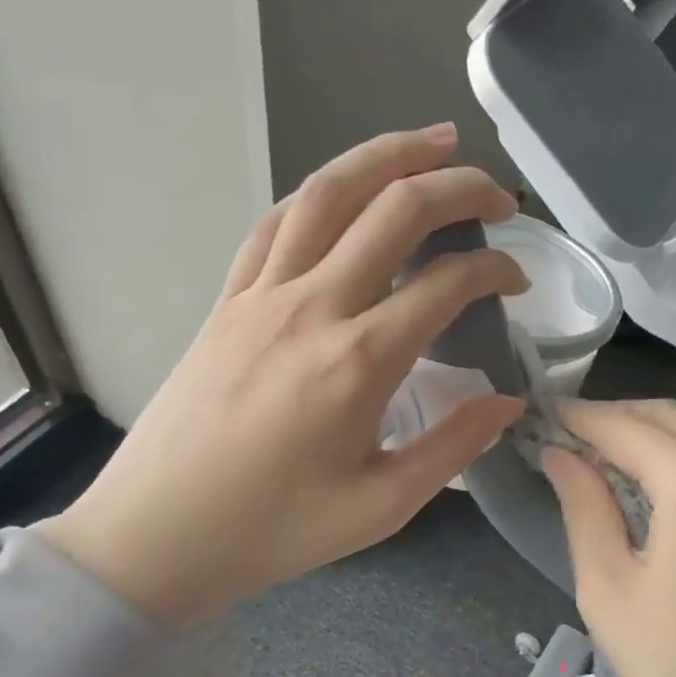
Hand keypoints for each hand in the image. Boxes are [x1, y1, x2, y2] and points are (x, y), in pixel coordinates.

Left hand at [41, 124, 526, 628]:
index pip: (446, 283)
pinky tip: (344, 189)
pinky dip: (320, 192)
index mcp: (359, 361)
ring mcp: (262, 294)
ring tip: (431, 141)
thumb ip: (453, 447)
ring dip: (386, 156)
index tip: (517, 282)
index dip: (495, 271)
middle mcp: (313, 307)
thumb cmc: (275, 529)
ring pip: (328, 193)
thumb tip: (507, 404)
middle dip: (458, 188)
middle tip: (497, 195)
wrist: (157, 535)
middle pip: (395, 211)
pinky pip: (277, 223)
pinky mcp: (228, 299)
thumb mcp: (382, 506)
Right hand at [538, 399, 675, 676]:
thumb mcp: (607, 586)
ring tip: (600, 458)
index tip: (540, 414)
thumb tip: (559, 455)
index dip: (577, 418)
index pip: (623, 427)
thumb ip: (583, 506)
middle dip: (612, 419)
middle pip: (664, 418)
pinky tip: (650, 482)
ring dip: (646, 436)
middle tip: (565, 437)